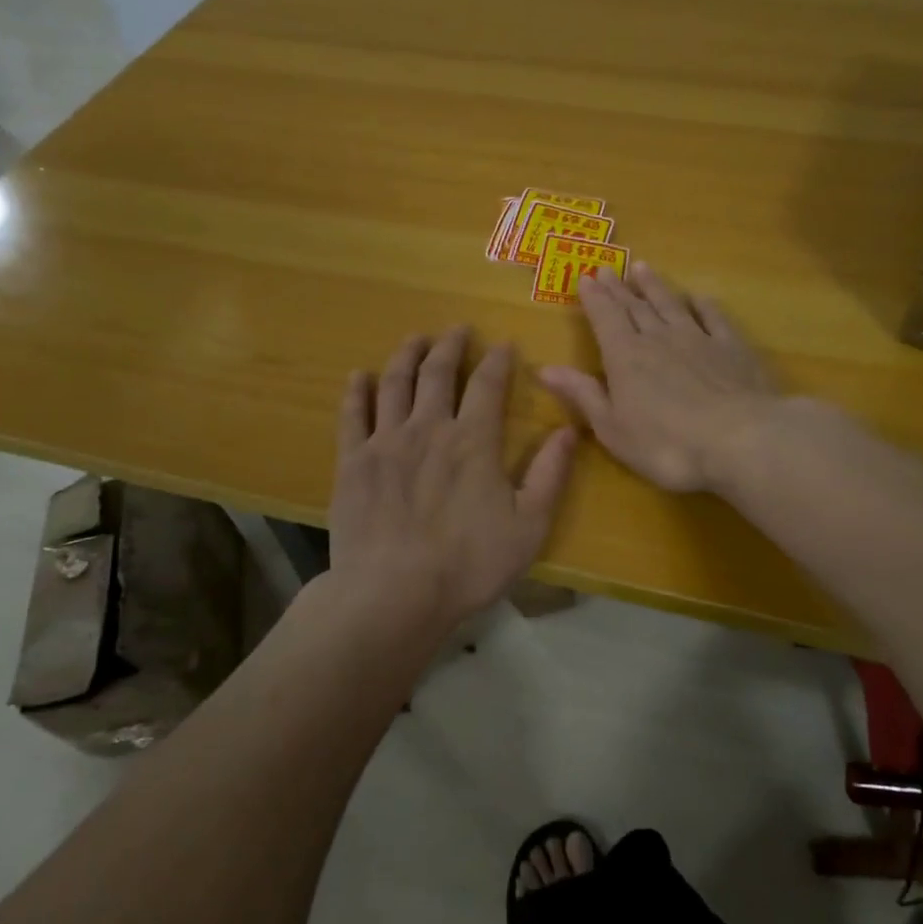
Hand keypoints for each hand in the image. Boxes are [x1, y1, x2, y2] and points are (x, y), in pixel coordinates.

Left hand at [330, 328, 576, 621]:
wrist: (393, 594)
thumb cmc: (468, 565)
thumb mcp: (529, 526)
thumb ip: (550, 475)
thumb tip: (570, 430)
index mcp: (474, 440)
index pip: (488, 385)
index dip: (498, 360)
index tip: (504, 344)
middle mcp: (429, 428)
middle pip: (438, 372)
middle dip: (450, 346)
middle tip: (457, 329)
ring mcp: (386, 441)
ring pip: (396, 383)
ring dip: (407, 355)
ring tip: (415, 339)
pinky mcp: (352, 461)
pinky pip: (352, 415)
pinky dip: (357, 391)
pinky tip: (360, 376)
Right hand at [538, 263, 781, 491]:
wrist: (739, 440)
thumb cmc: (666, 444)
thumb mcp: (612, 428)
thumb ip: (582, 394)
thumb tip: (545, 369)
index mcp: (625, 357)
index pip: (605, 319)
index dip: (594, 298)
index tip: (586, 277)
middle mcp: (658, 338)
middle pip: (634, 307)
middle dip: (618, 288)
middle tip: (607, 268)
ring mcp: (698, 339)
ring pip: (670, 305)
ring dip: (654, 286)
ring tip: (642, 268)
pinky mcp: (731, 348)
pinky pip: (714, 318)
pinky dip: (704, 305)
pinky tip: (699, 297)